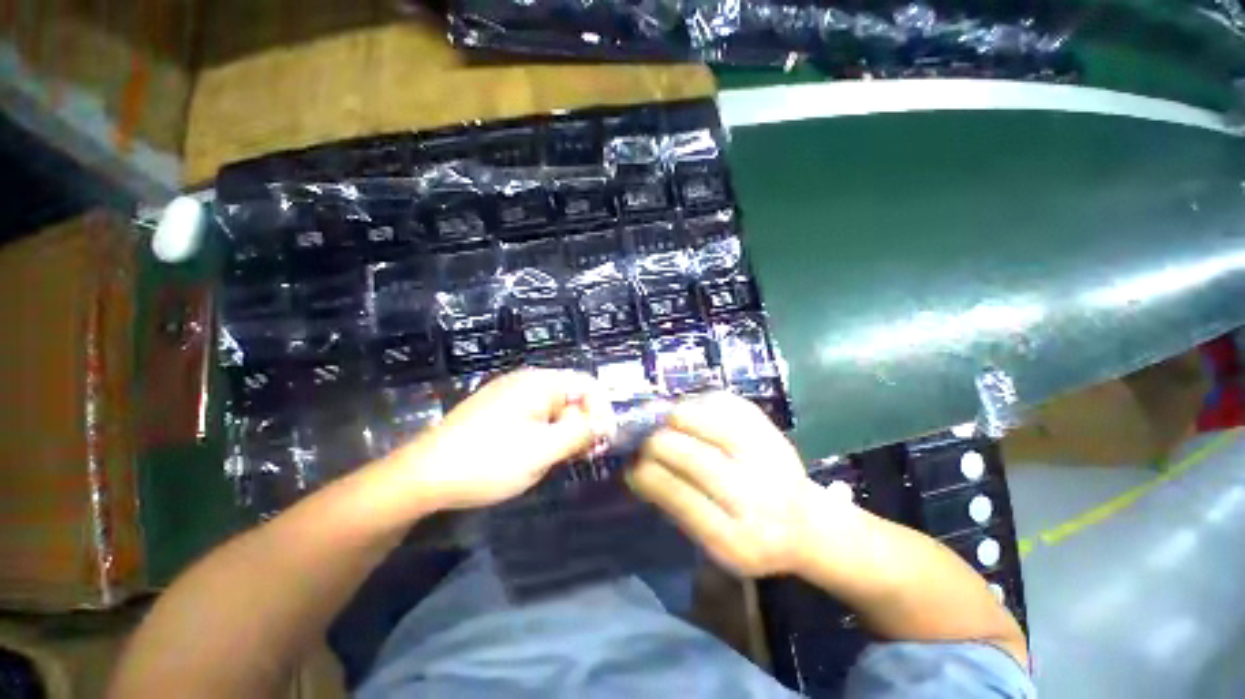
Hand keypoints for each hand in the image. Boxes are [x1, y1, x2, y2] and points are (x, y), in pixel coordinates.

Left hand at [394, 369, 613, 509]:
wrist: (424, 476)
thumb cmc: (488, 461)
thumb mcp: (542, 450)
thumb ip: (579, 433)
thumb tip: (603, 423)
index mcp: (539, 383)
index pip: (587, 385)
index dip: (602, 410)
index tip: (605, 440)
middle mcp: (527, 382)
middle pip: (572, 395)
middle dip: (585, 422)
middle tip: (589, 453)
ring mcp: (510, 396)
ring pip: (554, 407)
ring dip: (568, 429)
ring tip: (569, 457)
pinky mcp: (499, 411)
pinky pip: (536, 415)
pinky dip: (549, 432)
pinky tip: (545, 452)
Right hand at [627, 392, 830, 577]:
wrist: (807, 522)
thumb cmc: (752, 539)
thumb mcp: (713, 544)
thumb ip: (675, 506)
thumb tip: (635, 467)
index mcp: (739, 537)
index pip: (678, 495)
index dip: (647, 475)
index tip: (631, 465)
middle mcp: (756, 492)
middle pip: (688, 453)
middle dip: (654, 443)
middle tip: (644, 443)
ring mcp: (764, 452)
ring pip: (701, 418)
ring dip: (671, 418)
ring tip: (664, 425)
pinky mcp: (765, 424)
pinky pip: (718, 401)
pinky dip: (695, 404)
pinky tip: (689, 415)